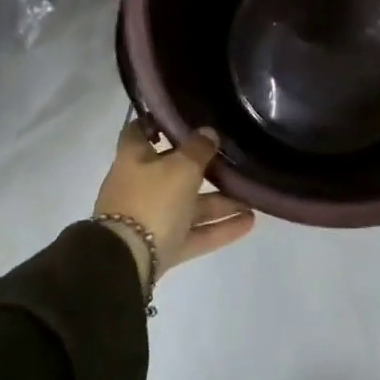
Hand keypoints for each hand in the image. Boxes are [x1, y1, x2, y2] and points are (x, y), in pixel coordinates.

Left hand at [93, 121, 255, 292]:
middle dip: (203, 168)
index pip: (139, 131)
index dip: (156, 123)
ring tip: (252, 197)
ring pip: (188, 205)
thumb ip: (198, 149)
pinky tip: (249, 222)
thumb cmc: (151, 200)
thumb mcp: (181, 167)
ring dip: (219, 202)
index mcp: (134, 158)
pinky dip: (219, 228)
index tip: (182, 117)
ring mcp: (150, 219)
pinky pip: (194, 233)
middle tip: (232, 159)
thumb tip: (208, 132)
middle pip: (172, 171)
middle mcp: (139, 185)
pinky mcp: (162, 247)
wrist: (127, 262)